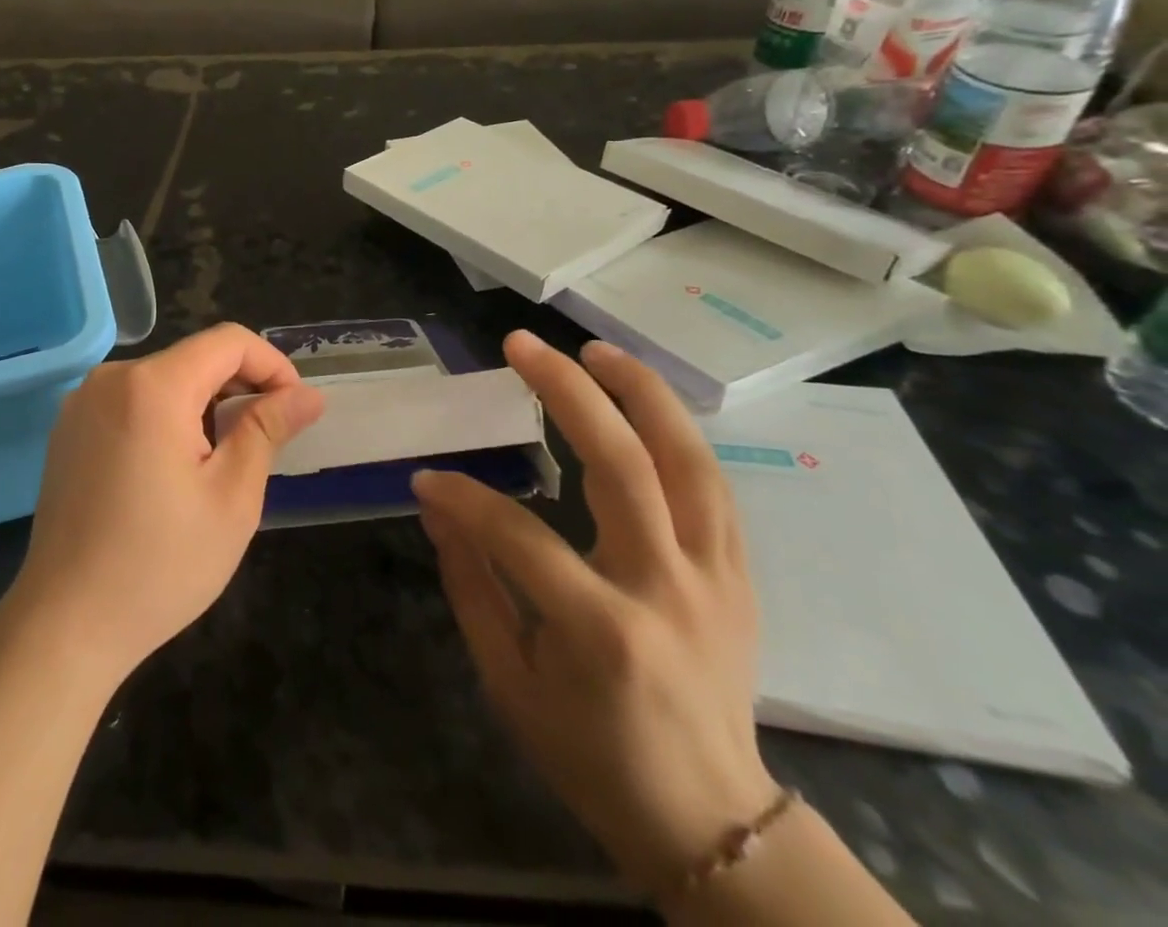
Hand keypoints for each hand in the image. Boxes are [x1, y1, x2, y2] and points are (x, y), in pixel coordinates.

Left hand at [8, 324, 325, 681]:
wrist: (65, 624)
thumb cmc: (160, 564)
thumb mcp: (232, 497)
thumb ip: (268, 429)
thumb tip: (308, 395)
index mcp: (152, 386)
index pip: (228, 341)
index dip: (272, 365)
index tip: (294, 409)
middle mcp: (110, 378)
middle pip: (193, 358)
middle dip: (238, 389)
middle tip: (263, 444)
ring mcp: (82, 402)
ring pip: (163, 380)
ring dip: (203, 406)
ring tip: (218, 464)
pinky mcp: (68, 429)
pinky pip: (131, 402)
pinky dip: (165, 418)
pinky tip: (171, 472)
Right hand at [412, 332, 775, 895]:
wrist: (711, 822)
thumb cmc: (592, 756)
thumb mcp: (509, 682)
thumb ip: (470, 585)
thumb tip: (437, 507)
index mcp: (603, 632)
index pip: (520, 536)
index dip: (465, 500)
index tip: (427, 479)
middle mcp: (668, 591)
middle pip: (623, 467)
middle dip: (567, 392)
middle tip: (520, 345)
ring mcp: (716, 579)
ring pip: (688, 461)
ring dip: (640, 393)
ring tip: (594, 348)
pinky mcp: (740, 576)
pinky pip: (711, 486)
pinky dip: (675, 432)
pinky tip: (641, 401)